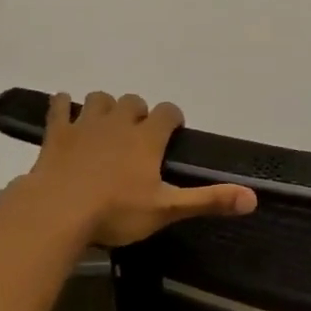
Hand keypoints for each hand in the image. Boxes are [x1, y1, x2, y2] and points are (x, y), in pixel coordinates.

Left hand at [15, 91, 256, 247]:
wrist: (58, 211)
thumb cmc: (116, 212)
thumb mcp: (167, 210)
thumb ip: (209, 200)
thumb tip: (254, 198)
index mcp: (147, 138)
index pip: (167, 112)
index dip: (172, 118)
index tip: (173, 131)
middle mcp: (118, 122)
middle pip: (133, 101)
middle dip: (139, 112)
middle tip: (138, 135)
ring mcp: (85, 124)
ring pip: (99, 99)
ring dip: (105, 107)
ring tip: (107, 126)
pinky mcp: (57, 133)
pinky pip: (60, 106)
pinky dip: (64, 105)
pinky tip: (65, 110)